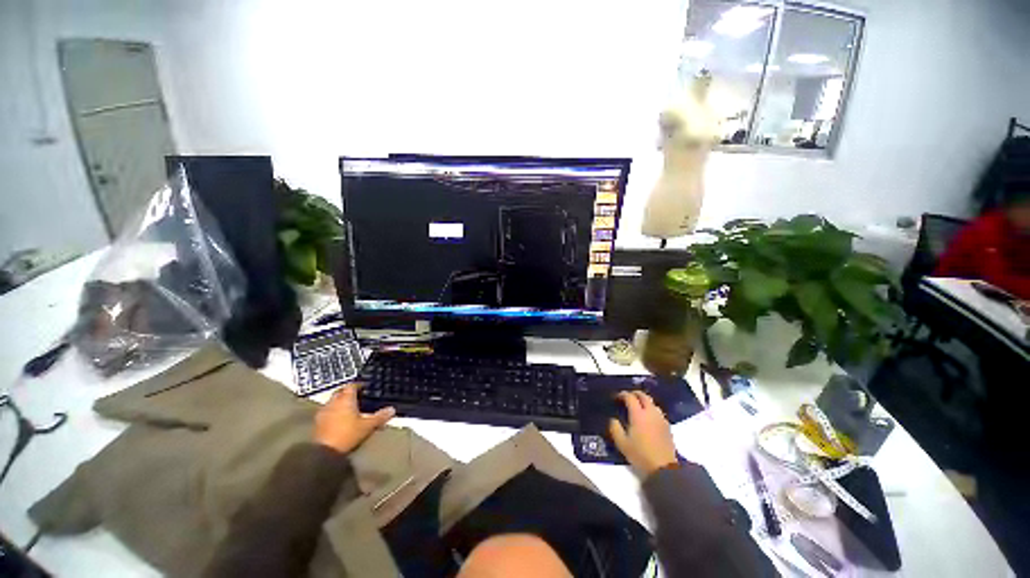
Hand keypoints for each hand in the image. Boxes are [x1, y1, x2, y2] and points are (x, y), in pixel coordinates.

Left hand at [314, 385, 394, 453]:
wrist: (324, 452)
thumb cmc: (348, 434)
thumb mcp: (368, 426)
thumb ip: (380, 417)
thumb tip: (392, 409)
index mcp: (346, 399)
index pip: (351, 385)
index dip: (358, 385)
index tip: (364, 388)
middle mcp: (333, 402)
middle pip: (340, 392)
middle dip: (347, 393)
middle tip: (357, 397)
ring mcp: (323, 412)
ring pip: (332, 402)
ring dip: (339, 403)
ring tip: (348, 409)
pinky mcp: (317, 423)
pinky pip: (327, 412)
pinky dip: (333, 413)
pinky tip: (338, 420)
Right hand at [609, 391, 677, 478]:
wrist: (664, 468)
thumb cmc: (640, 454)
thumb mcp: (622, 443)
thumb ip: (614, 428)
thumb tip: (613, 419)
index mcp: (638, 414)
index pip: (630, 397)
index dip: (622, 394)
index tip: (616, 397)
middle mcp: (650, 412)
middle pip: (643, 396)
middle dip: (634, 393)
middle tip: (627, 397)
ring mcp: (660, 419)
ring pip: (652, 403)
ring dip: (644, 401)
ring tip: (637, 407)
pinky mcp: (667, 426)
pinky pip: (658, 412)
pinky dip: (651, 409)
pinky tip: (647, 418)